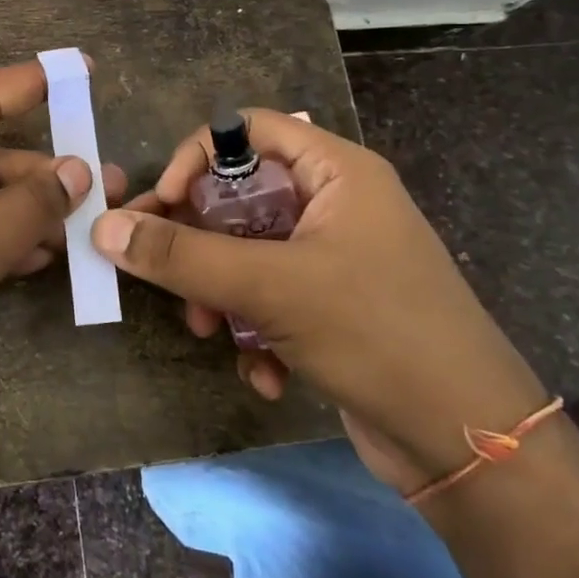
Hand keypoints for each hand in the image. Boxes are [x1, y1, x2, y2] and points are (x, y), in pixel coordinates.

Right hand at [94, 110, 546, 490]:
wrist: (472, 448)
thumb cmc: (377, 334)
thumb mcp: (270, 287)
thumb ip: (182, 255)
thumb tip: (105, 227)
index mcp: (336, 172)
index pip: (247, 129)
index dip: (197, 157)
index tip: (161, 204)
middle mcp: (336, 205)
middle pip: (239, 195)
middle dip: (199, 241)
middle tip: (163, 273)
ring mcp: (335, 258)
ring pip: (247, 252)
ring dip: (219, 292)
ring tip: (210, 330)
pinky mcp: (332, 308)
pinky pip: (270, 296)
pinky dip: (254, 329)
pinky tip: (263, 372)